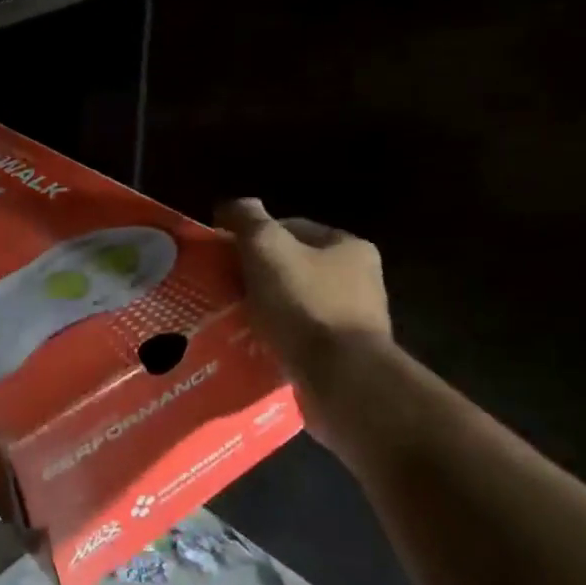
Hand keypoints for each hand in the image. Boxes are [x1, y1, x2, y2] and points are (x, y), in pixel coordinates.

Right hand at [216, 198, 390, 436]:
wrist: (341, 378)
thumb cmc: (305, 304)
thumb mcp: (266, 248)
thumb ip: (247, 219)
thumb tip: (229, 205)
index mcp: (348, 246)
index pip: (292, 227)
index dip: (254, 236)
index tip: (226, 255)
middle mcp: (360, 279)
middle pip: (294, 266)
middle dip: (259, 276)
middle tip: (225, 288)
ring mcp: (355, 320)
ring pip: (296, 304)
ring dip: (267, 309)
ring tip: (234, 319)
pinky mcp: (346, 356)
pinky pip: (302, 337)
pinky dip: (278, 338)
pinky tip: (254, 345)